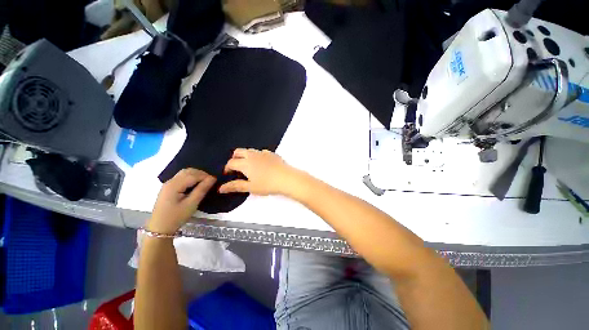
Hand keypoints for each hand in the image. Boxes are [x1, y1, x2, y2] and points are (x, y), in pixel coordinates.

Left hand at [148, 168, 215, 234]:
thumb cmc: (176, 217)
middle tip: (211, 181)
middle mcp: (170, 181)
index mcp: (174, 185)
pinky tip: (195, 184)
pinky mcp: (168, 188)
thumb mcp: (191, 204)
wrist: (159, 228)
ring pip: (184, 173)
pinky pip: (181, 177)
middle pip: (188, 171)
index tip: (216, 181)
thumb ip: (202, 189)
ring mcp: (168, 184)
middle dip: (201, 174)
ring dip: (196, 175)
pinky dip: (191, 177)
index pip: (193, 175)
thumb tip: (213, 178)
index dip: (206, 176)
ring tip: (204, 182)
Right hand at [219, 149, 297, 195]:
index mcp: (245, 163)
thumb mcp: (250, 187)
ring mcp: (263, 153)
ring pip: (250, 150)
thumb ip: (235, 186)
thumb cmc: (267, 184)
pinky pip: (261, 152)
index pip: (231, 163)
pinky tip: (262, 163)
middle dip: (234, 158)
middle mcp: (252, 155)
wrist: (286, 178)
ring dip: (245, 156)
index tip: (228, 174)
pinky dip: (257, 156)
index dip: (227, 168)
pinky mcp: (272, 154)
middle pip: (238, 151)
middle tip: (236, 168)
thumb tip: (220, 188)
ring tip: (249, 166)